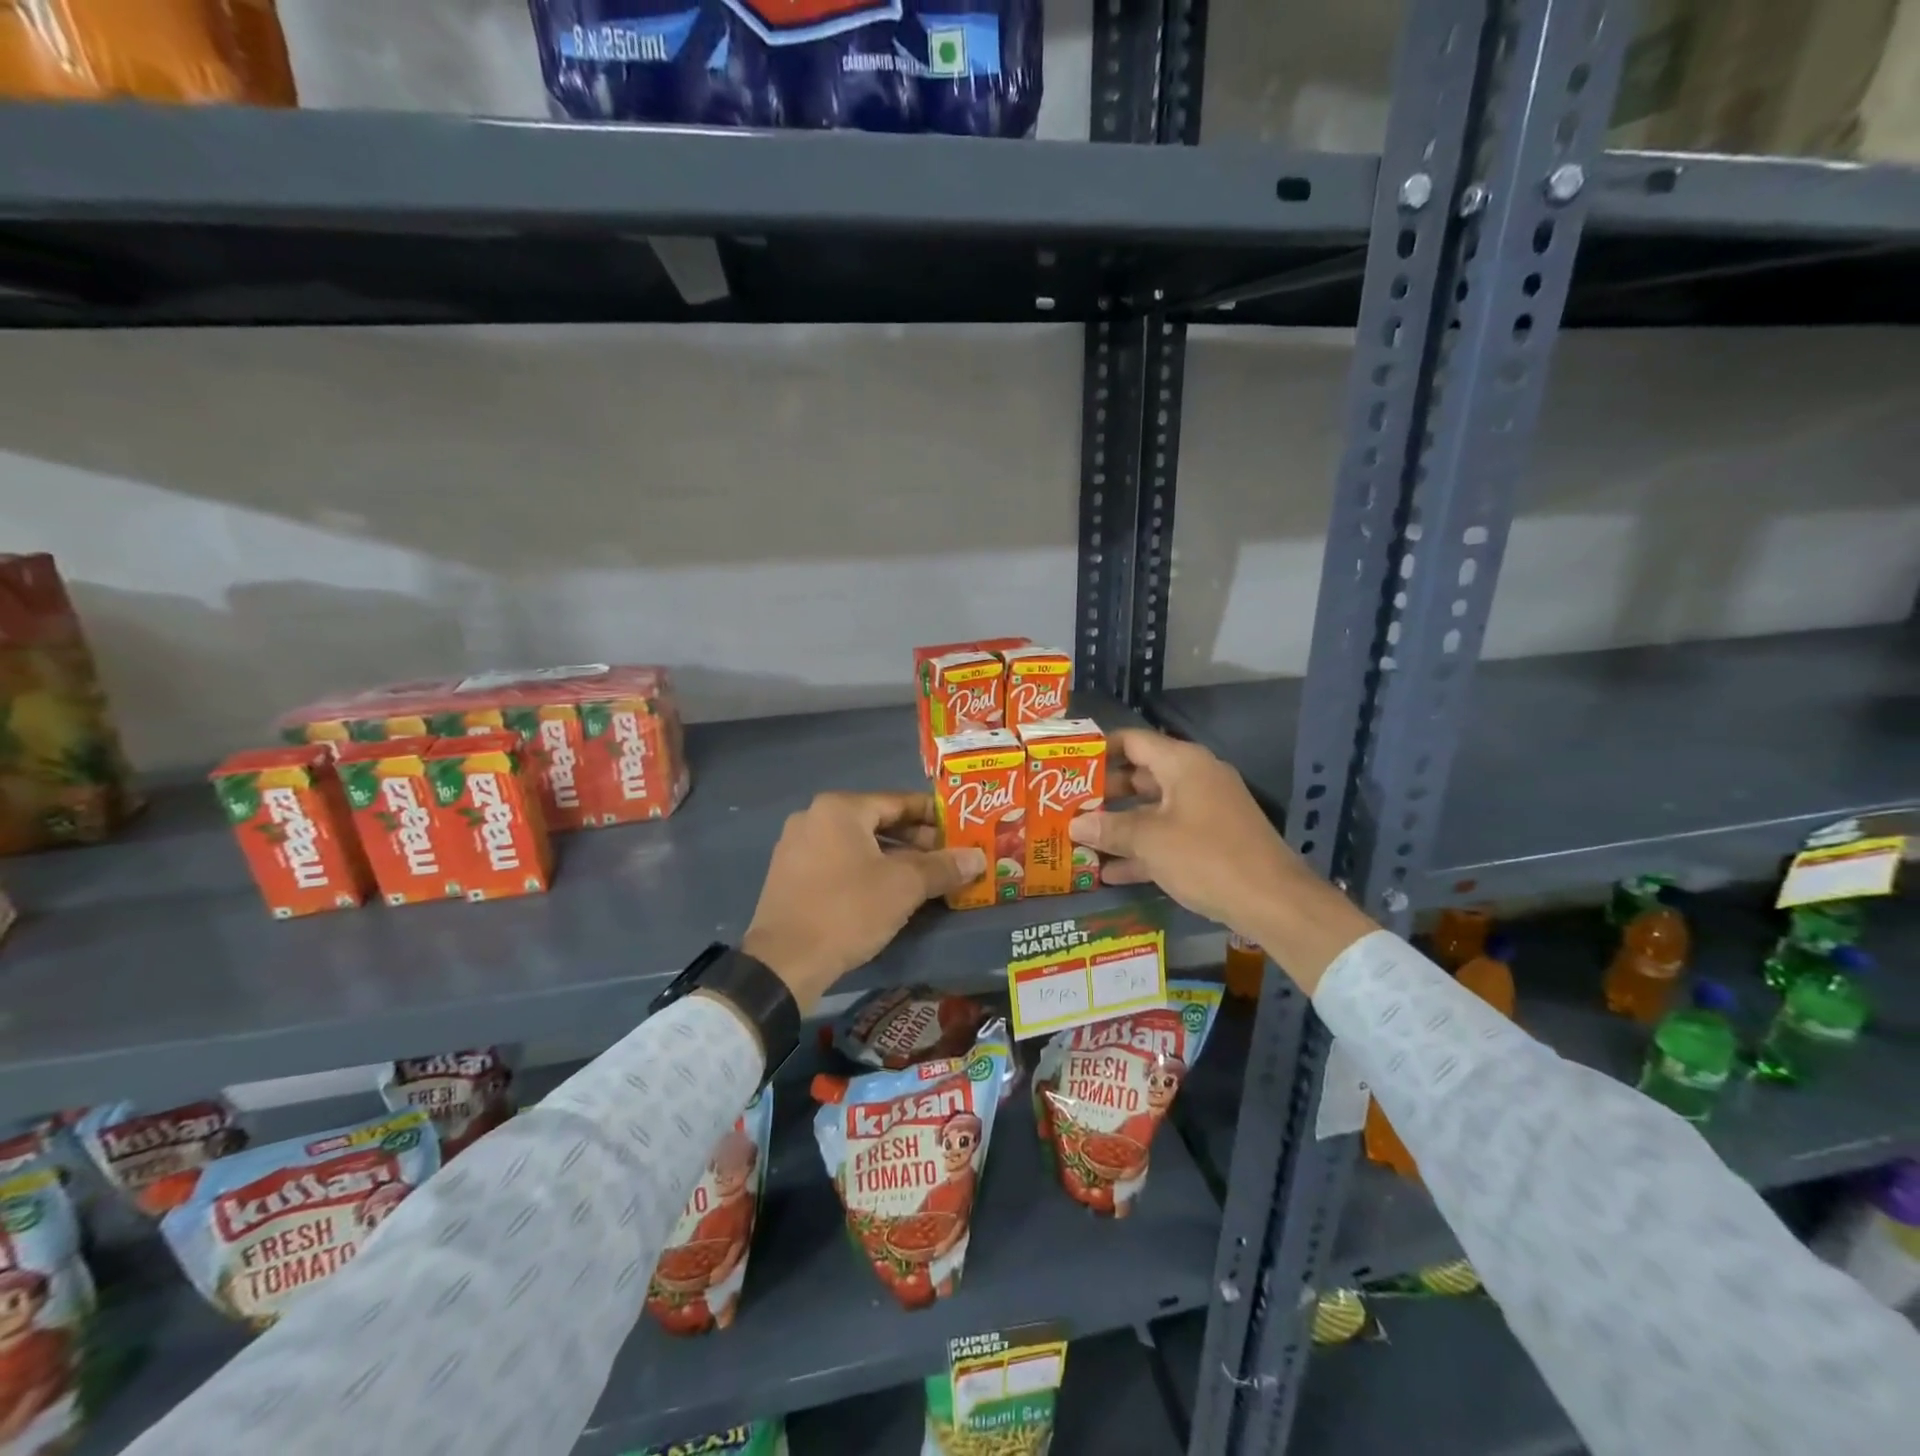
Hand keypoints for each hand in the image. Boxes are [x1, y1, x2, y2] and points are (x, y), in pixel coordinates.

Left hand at [742, 791, 984, 1012]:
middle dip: (916, 840)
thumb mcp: (904, 887)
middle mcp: (814, 817)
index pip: (899, 801)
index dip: (934, 816)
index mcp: (840, 808)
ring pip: (858, 844)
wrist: (784, 963)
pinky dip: (866, 871)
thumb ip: (943, 867)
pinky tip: (888, 893)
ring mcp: (796, 846)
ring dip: (893, 858)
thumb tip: (979, 858)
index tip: (961, 829)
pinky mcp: (789, 875)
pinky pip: (838, 862)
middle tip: (948, 858)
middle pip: (877, 821)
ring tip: (925, 878)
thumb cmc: (848, 910)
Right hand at [1068, 729, 1375, 991]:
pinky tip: (1109, 873)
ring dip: (1119, 826)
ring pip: (1151, 810)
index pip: (1132, 741)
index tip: (1067, 765)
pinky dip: (1142, 850)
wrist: (1274, 902)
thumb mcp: (1150, 841)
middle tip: (1066, 807)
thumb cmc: (1206, 857)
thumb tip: (1074, 824)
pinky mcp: (1210, 841)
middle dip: (1103, 794)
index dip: (1098, 750)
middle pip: (1139, 777)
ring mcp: (1204, 811)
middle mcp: (1194, 779)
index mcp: (1182, 763)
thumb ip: (1109, 829)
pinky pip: (1167, 836)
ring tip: (1079, 840)